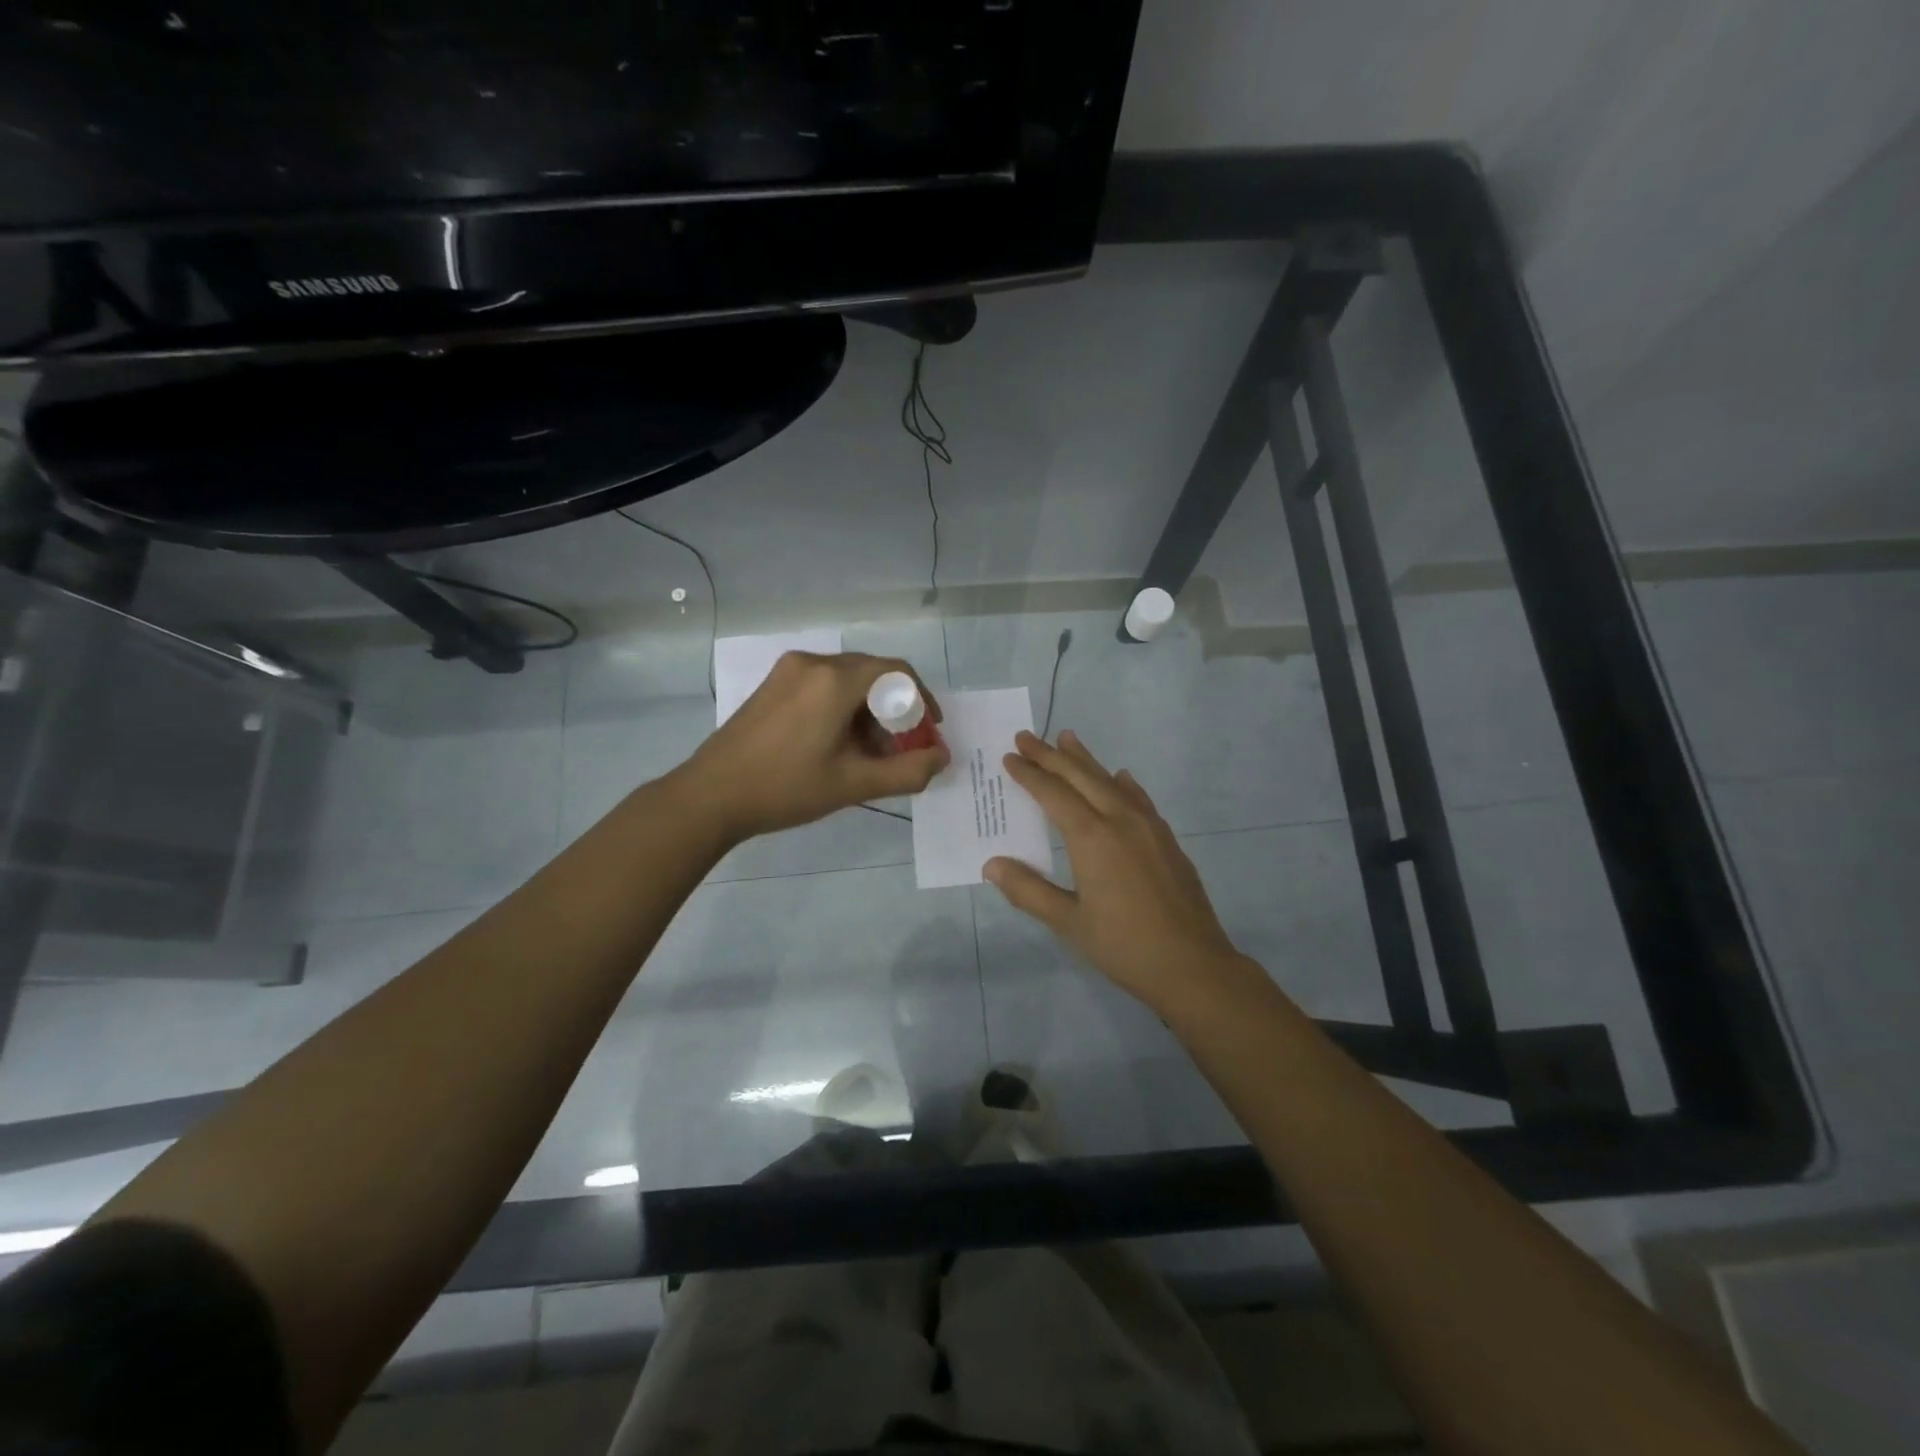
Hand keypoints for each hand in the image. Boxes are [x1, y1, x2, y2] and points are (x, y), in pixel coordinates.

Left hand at [678, 652, 948, 843]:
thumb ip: (907, 771)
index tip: (929, 730)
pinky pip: (822, 684)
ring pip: (847, 679)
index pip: (897, 672)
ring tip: (868, 751)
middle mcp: (814, 663)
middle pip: (872, 673)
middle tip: (900, 747)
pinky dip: (842, 706)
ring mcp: (788, 671)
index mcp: (835, 680)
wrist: (711, 795)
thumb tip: (941, 758)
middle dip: (895, 708)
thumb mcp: (853, 784)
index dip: (922, 699)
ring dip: (868, 709)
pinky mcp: (773, 684)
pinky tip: (837, 742)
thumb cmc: (786, 788)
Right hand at [985, 730, 1251, 1012]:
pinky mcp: (1166, 839)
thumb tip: (992, 864)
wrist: (1192, 965)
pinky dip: (1122, 783)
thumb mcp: (1068, 922)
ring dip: (1086, 760)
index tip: (1010, 757)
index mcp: (1092, 838)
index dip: (1029, 774)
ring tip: (1068, 738)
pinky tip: (1119, 778)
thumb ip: (1028, 890)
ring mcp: (1148, 827)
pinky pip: (1139, 798)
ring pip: (1111, 781)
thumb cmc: (1124, 946)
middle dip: (1051, 756)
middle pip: (1081, 777)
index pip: (1053, 794)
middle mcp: (1120, 820)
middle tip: (1027, 737)